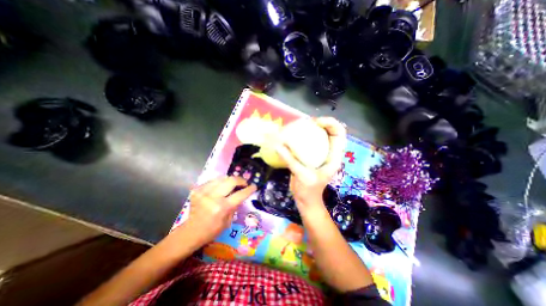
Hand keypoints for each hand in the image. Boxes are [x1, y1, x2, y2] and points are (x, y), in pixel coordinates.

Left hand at [179, 176, 256, 246]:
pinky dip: (220, 182)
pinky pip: (213, 180)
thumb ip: (236, 205)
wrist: (191, 231)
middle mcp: (213, 197)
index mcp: (222, 208)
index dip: (249, 189)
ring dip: (230, 180)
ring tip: (234, 184)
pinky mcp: (198, 189)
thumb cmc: (212, 230)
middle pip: (231, 180)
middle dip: (240, 180)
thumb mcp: (228, 221)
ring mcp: (204, 191)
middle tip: (244, 183)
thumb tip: (241, 194)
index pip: (240, 194)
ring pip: (222, 178)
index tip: (254, 186)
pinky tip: (222, 187)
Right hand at [275, 118, 346, 211]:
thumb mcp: (301, 175)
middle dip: (321, 123)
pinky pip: (310, 143)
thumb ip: (290, 160)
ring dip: (313, 129)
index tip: (316, 122)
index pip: (339, 135)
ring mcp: (320, 155)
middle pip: (331, 132)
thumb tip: (277, 145)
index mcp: (333, 158)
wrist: (306, 201)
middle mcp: (329, 154)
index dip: (331, 124)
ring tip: (301, 125)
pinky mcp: (312, 157)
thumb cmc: (308, 191)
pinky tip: (295, 136)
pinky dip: (304, 137)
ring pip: (321, 136)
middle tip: (307, 122)